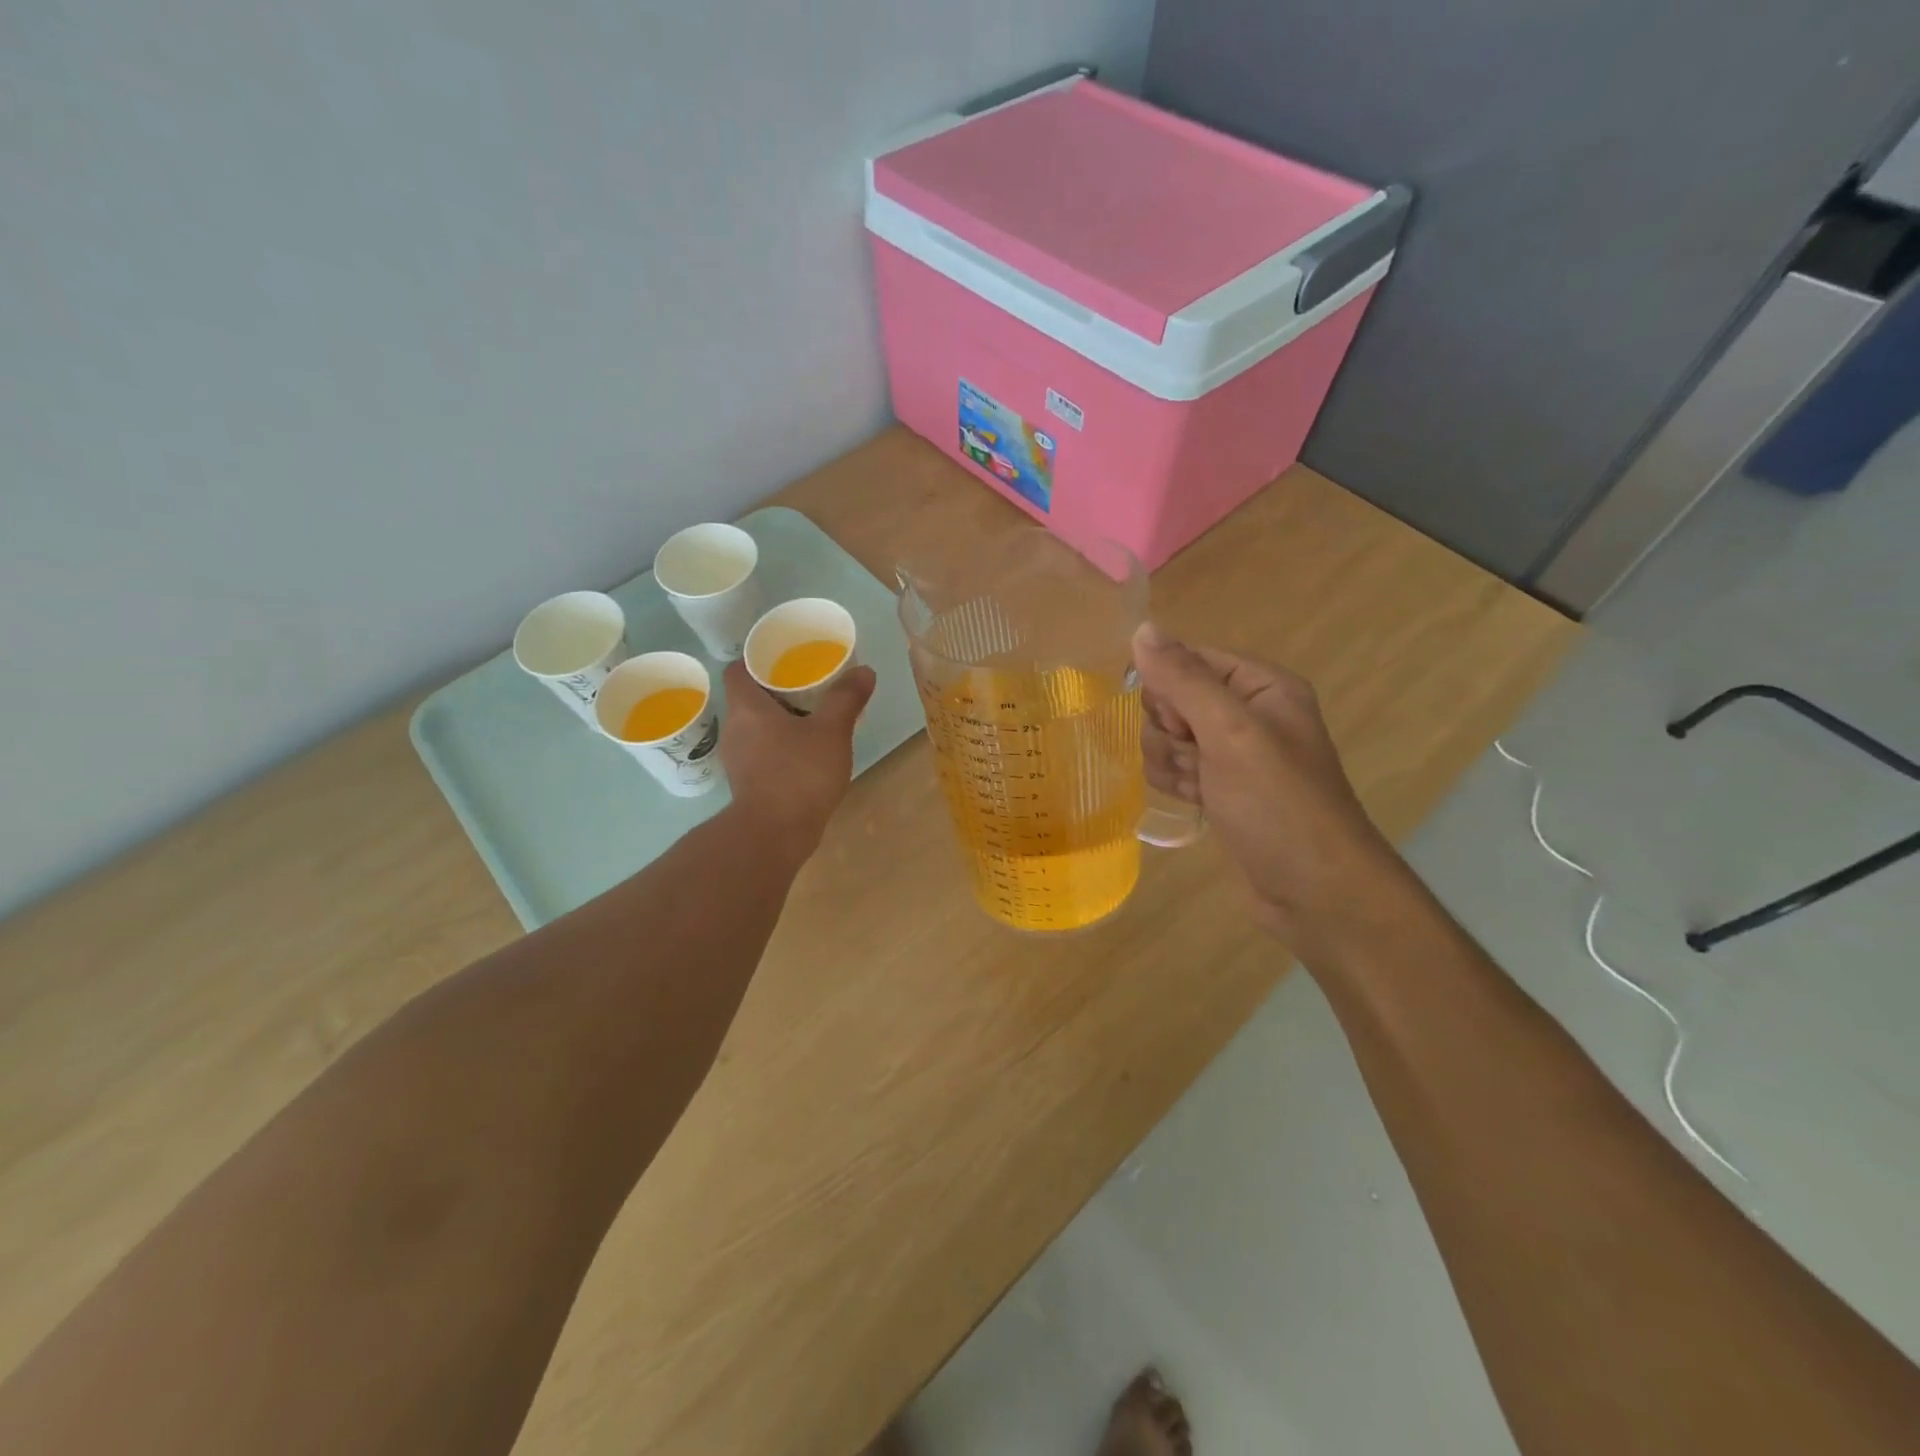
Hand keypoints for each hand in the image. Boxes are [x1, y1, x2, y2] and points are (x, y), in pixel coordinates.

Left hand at [719, 659, 876, 858]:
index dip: (757, 657)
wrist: (775, 835)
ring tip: (812, 714)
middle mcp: (734, 728)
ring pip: (755, 725)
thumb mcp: (831, 731)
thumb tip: (864, 671)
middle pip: (748, 697)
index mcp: (746, 707)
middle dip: (775, 687)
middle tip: (808, 682)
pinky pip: (761, 750)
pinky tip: (805, 751)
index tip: (785, 656)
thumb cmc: (798, 774)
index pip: (738, 669)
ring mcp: (738, 758)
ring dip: (778, 718)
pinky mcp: (748, 782)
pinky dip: (779, 744)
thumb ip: (846, 699)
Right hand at [1132, 624, 1401, 942]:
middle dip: (1170, 731)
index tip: (1180, 722)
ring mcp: (1231, 754)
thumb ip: (1184, 680)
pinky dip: (1175, 783)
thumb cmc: (1278, 804)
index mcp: (1261, 686)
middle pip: (1172, 699)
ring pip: (1165, 736)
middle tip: (1196, 758)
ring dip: (1170, 762)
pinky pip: (1173, 767)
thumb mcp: (1231, 733)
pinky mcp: (1218, 788)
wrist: (1313, 891)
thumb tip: (1141, 629)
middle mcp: (1246, 713)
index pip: (1189, 660)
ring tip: (1199, 787)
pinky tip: (1195, 802)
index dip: (1171, 689)